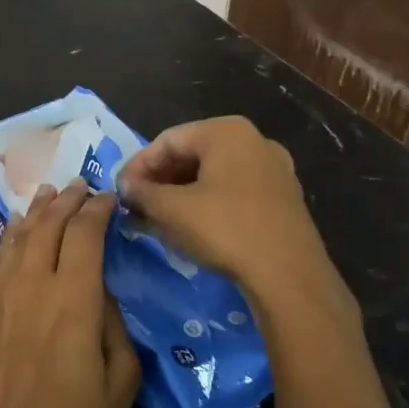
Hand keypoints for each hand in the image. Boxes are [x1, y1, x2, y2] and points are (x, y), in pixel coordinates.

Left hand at [0, 182, 140, 407]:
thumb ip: (116, 330)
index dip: (99, 209)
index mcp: (75, 301)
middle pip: (49, 225)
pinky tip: (15, 232)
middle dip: (67, 200)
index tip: (110, 196)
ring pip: (17, 237)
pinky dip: (7, 238)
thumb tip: (103, 295)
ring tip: (48, 193)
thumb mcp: (120, 389)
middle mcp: (33, 286)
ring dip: (35, 211)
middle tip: (80, 184)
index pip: (86, 234)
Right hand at [116, 116, 338, 306]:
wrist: (289, 276)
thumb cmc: (225, 229)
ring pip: (213, 174)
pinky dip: (207, 203)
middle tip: (136, 205)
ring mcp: (273, 169)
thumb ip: (142, 192)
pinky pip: (234, 191)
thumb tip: (124, 186)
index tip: (119, 191)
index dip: (138, 165)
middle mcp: (254, 140)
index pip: (167, 140)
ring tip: (157, 218)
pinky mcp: (284, 198)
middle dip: (160, 180)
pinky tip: (191, 227)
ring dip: (181, 194)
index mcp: (226, 131)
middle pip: (192, 154)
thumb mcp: (172, 210)